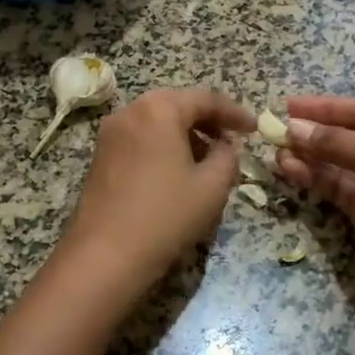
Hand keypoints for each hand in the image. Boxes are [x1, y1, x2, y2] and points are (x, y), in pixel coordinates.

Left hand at [54, 87, 256, 297]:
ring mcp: (110, 134)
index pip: (204, 99)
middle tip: (231, 140)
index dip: (234, 112)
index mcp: (158, 109)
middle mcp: (129, 112)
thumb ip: (227, 157)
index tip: (254, 129)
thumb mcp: (212, 186)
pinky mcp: (100, 157)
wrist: (105, 255)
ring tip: (207, 159)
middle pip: (176, 105)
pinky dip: (162, 147)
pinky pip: (139, 139)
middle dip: (207, 121)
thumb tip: (224, 147)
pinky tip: (176, 172)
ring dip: (184, 134)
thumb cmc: (165, 215)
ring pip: (156, 123)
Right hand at [275, 96, 354, 314]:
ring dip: (307, 155)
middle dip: (313, 133)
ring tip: (274, 150)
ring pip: (336, 164)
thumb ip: (335, 141)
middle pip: (347, 137)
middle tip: (274, 129)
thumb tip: (292, 128)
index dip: (327, 108)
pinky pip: (334, 188)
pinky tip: (287, 168)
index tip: (290, 105)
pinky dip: (312, 178)